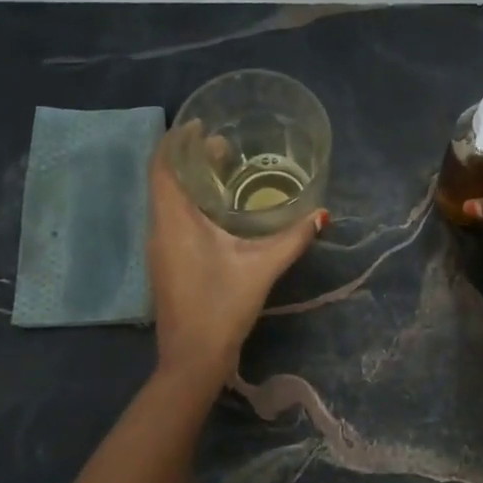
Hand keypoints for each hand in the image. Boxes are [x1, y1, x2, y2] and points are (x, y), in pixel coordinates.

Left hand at [148, 126, 324, 384]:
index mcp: (174, 221)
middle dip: (190, 158)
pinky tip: (219, 212)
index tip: (201, 124)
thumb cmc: (222, 306)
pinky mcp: (166, 264)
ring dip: (191, 182)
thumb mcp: (262, 268)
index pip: (163, 166)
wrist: (192, 358)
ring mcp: (159, 248)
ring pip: (168, 201)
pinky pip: (172, 219)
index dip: (177, 140)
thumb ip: (292, 238)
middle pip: (166, 180)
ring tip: (225, 172)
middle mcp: (159, 229)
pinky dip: (191, 204)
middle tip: (225, 147)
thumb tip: (322, 214)